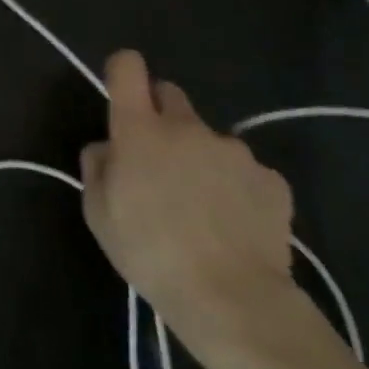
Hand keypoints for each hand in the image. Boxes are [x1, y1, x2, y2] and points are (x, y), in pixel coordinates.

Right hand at [79, 51, 299, 363]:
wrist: (233, 301)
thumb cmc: (150, 253)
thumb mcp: (98, 214)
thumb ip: (97, 167)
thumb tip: (108, 148)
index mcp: (140, 129)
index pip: (128, 68)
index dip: (123, 72)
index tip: (122, 95)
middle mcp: (187, 127)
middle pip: (170, 95)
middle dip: (161, 116)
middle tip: (159, 161)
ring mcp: (234, 151)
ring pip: (209, 139)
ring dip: (201, 158)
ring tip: (203, 208)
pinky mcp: (272, 180)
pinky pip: (246, 172)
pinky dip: (237, 188)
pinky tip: (235, 225)